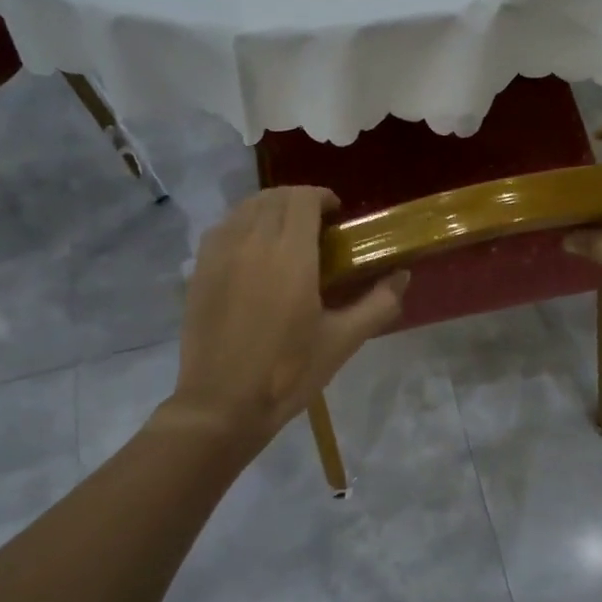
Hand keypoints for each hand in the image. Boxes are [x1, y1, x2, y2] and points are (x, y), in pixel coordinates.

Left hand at [167, 187, 407, 449]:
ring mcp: (219, 254)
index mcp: (290, 255)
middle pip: (275, 197)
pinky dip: (242, 224)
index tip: (337, 214)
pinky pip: (222, 228)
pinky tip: (252, 251)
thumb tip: (403, 276)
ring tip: (285, 233)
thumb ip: (379, 303)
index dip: (322, 197)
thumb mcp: (343, 340)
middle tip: (317, 225)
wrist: (222, 404)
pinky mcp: (199, 270)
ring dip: (270, 209)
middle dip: (299, 200)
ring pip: (246, 207)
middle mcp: (252, 242)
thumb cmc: (288, 372)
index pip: (303, 199)